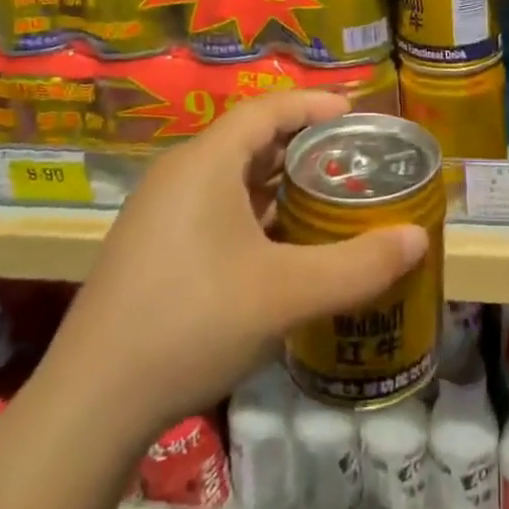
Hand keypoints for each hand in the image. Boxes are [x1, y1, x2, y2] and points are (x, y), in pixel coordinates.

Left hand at [38, 90, 427, 439]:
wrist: (90, 404)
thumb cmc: (193, 323)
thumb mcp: (286, 294)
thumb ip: (358, 265)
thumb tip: (418, 239)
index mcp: (205, 163)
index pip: (267, 109)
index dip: (313, 104)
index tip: (355, 112)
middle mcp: (178, 176)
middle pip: (249, 140)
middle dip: (303, 146)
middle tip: (351, 162)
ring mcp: (158, 214)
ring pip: (230, 178)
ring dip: (278, 184)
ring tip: (324, 200)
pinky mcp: (150, 249)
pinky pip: (213, 209)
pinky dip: (253, 214)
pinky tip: (279, 249)